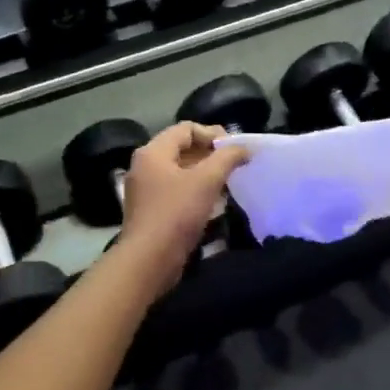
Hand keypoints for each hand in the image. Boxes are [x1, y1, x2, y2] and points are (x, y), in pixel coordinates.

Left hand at [116, 123, 250, 283]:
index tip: (235, 148)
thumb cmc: (176, 213)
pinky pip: (175, 191)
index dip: (213, 133)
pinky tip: (212, 201)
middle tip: (235, 163)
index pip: (186, 129)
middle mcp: (145, 167)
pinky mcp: (150, 211)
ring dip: (204, 173)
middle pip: (181, 149)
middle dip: (210, 153)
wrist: (149, 260)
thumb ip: (227, 158)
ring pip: (179, 171)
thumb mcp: (206, 180)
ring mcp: (145, 190)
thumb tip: (244, 147)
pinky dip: (195, 190)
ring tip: (228, 181)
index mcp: (153, 152)